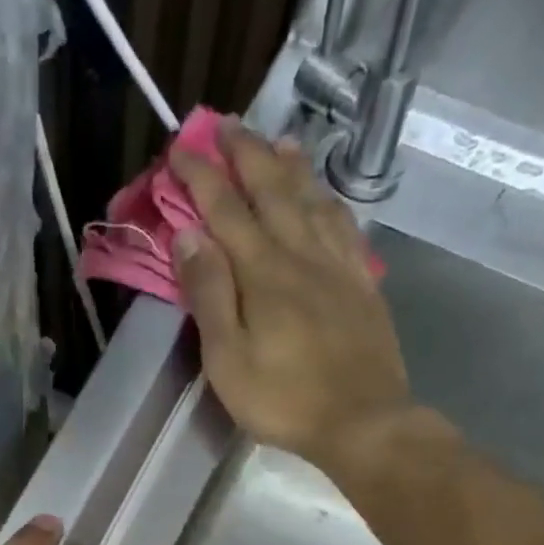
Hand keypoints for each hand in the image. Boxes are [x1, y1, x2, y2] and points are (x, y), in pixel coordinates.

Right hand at [168, 120, 412, 475]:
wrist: (362, 421)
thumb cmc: (283, 398)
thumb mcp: (227, 357)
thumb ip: (209, 294)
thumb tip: (190, 235)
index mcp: (263, 272)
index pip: (226, 210)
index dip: (202, 176)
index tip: (180, 147)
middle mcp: (302, 255)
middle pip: (273, 191)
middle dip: (246, 154)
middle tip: (225, 124)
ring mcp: (338, 267)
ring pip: (313, 200)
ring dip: (291, 167)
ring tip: (277, 141)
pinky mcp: (363, 284)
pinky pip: (345, 228)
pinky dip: (331, 201)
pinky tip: (325, 196)